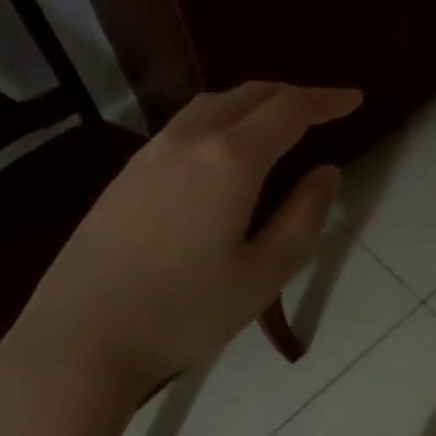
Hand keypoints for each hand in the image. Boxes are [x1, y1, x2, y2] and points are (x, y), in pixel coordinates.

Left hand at [0, 82, 360, 435]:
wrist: (80, 340)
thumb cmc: (184, 313)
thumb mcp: (263, 274)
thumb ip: (303, 217)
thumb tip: (327, 172)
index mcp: (230, 159)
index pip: (290, 110)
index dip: (327, 100)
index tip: (355, 99)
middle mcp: (189, 139)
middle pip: (250, 95)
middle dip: (292, 95)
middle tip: (324, 110)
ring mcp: (150, 153)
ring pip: (213, 105)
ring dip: (254, 103)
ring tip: (279, 123)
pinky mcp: (127, 173)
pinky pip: (186, 125)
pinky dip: (221, 120)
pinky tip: (225, 150)